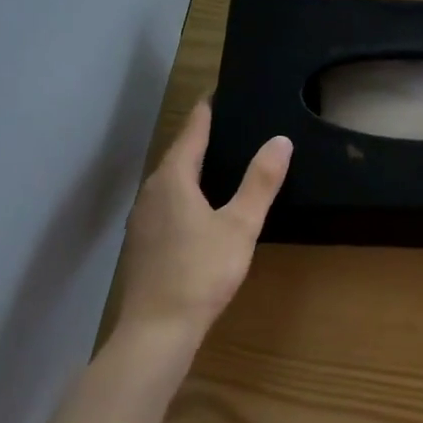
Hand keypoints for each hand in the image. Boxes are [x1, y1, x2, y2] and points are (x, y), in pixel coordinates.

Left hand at [112, 98, 291, 347]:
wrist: (157, 330)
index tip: (218, 92)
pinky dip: (184, 193)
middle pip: (178, 155)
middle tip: (229, 124)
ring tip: (219, 160)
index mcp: (173, 179)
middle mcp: (151, 192)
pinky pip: (166, 203)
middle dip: (200, 137)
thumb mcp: (241, 225)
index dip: (206, 111)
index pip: (192, 132)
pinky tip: (200, 207)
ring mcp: (142, 219)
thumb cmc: (201, 271)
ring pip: (169, 181)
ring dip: (191, 167)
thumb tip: (280, 140)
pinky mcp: (143, 243)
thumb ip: (261, 181)